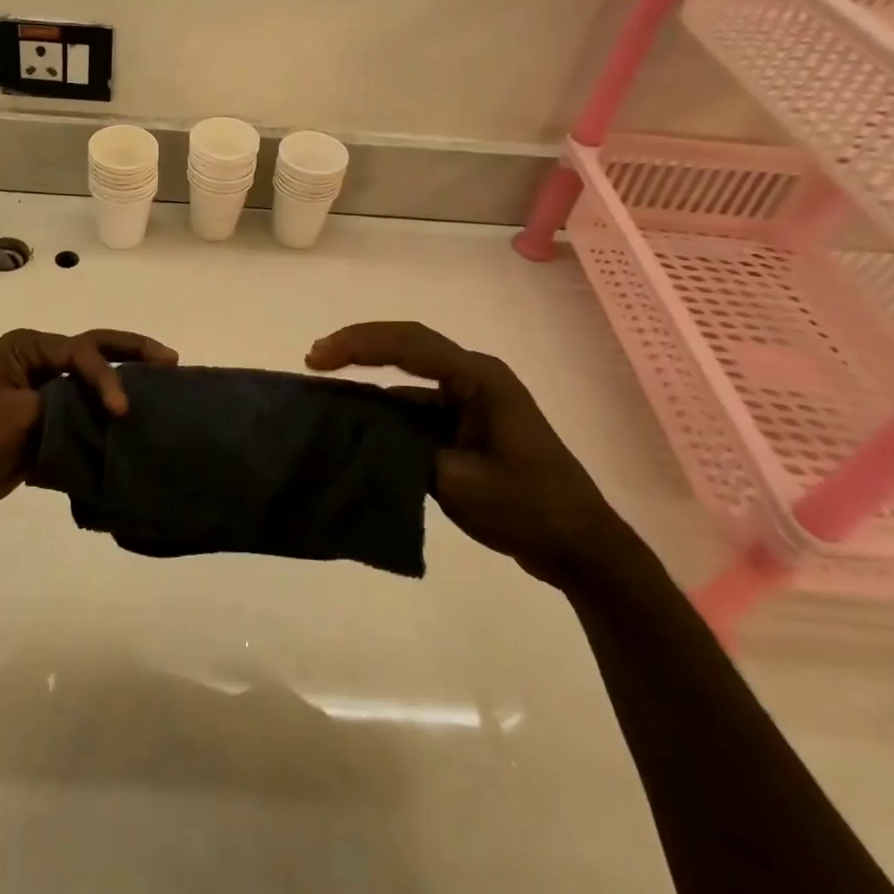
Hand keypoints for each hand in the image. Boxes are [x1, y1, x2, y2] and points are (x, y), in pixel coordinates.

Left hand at [0, 327, 177, 526]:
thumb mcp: (17, 412)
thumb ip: (63, 406)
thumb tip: (104, 415)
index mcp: (28, 348)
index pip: (82, 351)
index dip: (107, 376)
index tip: (121, 409)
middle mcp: (38, 365)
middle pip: (93, 353)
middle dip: (131, 354)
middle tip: (170, 360)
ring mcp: (41, 397)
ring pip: (91, 387)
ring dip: (121, 390)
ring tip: (162, 395)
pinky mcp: (43, 429)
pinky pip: (82, 420)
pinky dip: (104, 424)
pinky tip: (132, 432)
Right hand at [306, 321, 631, 587]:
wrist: (580, 548)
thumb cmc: (527, 507)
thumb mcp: (456, 479)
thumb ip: (403, 449)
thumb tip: (359, 431)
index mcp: (479, 378)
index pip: (408, 345)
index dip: (358, 345)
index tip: (317, 358)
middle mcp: (473, 378)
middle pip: (407, 347)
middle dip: (359, 347)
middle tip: (313, 358)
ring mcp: (470, 401)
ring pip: (408, 378)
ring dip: (369, 379)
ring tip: (324, 390)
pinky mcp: (465, 425)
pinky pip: (416, 407)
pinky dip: (385, 411)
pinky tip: (356, 423)